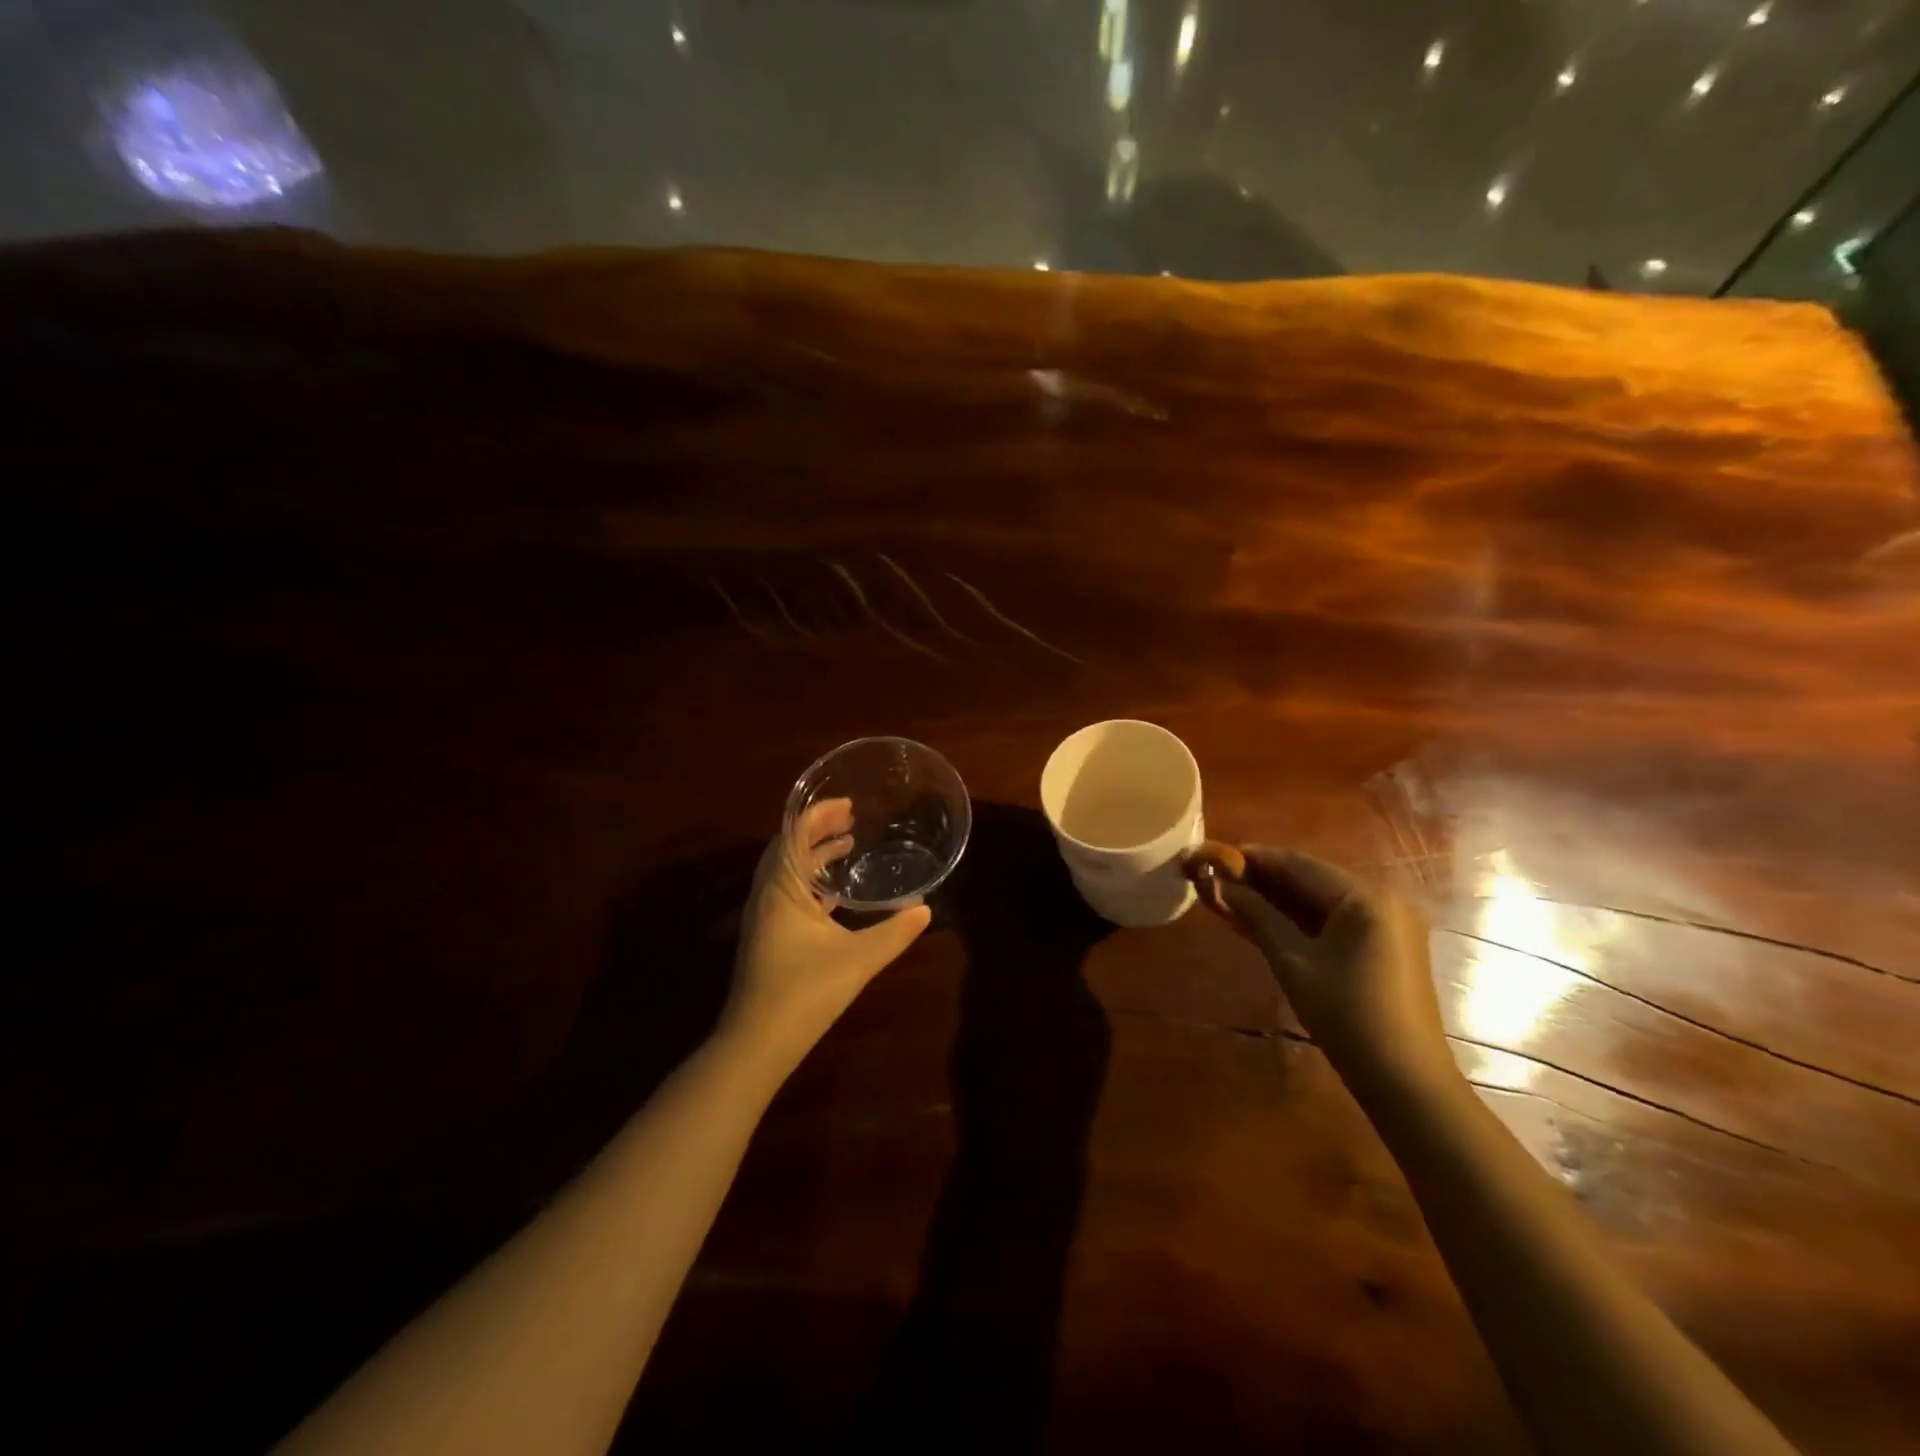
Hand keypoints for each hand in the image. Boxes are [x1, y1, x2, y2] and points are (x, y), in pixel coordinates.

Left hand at [724, 798, 932, 1071]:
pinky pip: (788, 893)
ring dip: (813, 854)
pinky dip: (810, 881)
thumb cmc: (804, 993)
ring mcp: (764, 918)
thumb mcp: (858, 959)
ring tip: (846, 844)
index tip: (848, 804)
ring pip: (787, 871)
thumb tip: (926, 910)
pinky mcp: (768, 937)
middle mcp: (767, 895)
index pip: (795, 834)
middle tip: (850, 818)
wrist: (756, 1044)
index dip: (819, 814)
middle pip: (788, 847)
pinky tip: (835, 893)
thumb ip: (894, 932)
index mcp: (782, 889)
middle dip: (817, 829)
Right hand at [1186, 843, 1450, 1091]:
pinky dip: (1302, 917)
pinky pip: (1337, 917)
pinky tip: (1267, 921)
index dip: (1251, 858)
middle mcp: (1383, 897)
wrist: (1406, 1081)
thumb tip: (1216, 882)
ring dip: (1279, 898)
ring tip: (1234, 899)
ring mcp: (1390, 921)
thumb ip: (1256, 915)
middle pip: (1311, 877)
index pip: (1297, 863)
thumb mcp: (1293, 962)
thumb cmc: (1346, 1017)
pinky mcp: (1389, 943)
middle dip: (1263, 878)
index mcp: (1364, 896)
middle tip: (1218, 880)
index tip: (1212, 856)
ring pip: (1321, 897)